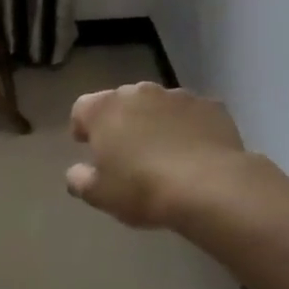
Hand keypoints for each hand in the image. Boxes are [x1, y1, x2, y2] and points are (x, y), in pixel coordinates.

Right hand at [67, 83, 248, 228]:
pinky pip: (191, 114)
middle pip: (121, 102)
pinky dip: (187, 127)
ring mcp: (178, 96)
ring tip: (163, 153)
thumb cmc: (142, 189)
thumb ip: (79, 180)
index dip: (82, 126)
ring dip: (155, 122)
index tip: (88, 146)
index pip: (82, 108)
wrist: (210, 187)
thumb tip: (76, 172)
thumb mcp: (99, 195)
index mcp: (104, 110)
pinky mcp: (212, 106)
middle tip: (125, 152)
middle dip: (120, 122)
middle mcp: (139, 93)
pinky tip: (194, 153)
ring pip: (158, 105)